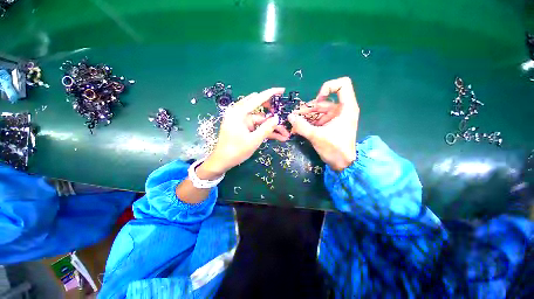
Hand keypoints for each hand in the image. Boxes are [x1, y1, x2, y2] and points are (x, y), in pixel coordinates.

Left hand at [197, 88, 287, 178]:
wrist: (222, 161)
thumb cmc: (236, 151)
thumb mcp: (253, 140)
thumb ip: (266, 128)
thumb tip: (277, 118)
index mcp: (239, 112)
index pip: (257, 99)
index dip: (270, 94)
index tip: (282, 90)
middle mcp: (240, 113)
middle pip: (260, 108)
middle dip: (273, 113)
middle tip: (283, 117)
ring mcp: (242, 121)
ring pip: (261, 120)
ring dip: (272, 126)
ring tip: (285, 133)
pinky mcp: (244, 127)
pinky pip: (258, 126)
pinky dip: (266, 131)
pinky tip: (278, 137)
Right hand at [288, 77, 358, 170]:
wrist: (342, 164)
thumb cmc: (334, 149)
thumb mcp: (316, 136)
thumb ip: (301, 126)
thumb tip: (290, 116)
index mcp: (346, 108)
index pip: (342, 85)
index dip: (328, 87)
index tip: (318, 100)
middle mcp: (342, 110)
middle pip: (324, 100)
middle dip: (309, 108)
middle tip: (296, 116)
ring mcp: (336, 117)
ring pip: (319, 110)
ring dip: (306, 115)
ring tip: (295, 122)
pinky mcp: (331, 124)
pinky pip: (319, 118)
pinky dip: (309, 121)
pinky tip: (300, 127)